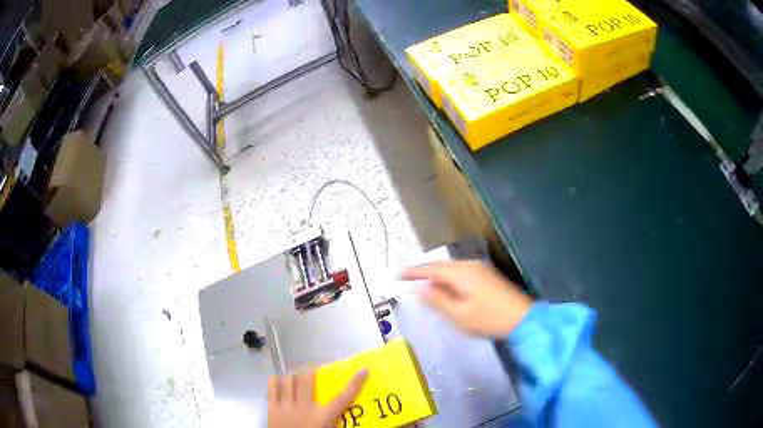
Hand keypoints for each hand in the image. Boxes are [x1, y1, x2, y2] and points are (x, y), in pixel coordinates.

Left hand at [268, 369, 368, 427]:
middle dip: (310, 370)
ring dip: (293, 375)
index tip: (364, 371)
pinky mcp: (271, 408)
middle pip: (307, 378)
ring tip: (296, 376)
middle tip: (313, 371)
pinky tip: (281, 384)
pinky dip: (277, 380)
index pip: (343, 398)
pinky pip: (273, 386)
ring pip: (289, 379)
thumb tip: (343, 412)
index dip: (355, 383)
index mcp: (323, 418)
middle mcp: (305, 408)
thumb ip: (334, 421)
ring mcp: (286, 407)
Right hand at [402, 260, 532, 336]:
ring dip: (435, 274)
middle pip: (441, 265)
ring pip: (451, 268)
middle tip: (406, 278)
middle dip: (423, 271)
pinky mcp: (486, 275)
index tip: (397, 275)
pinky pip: (459, 272)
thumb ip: (437, 300)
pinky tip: (445, 286)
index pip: (431, 269)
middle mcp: (469, 266)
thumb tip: (420, 287)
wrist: (521, 318)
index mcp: (461, 274)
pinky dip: (447, 277)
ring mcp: (479, 269)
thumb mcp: (458, 314)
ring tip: (422, 282)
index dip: (413, 272)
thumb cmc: (488, 319)